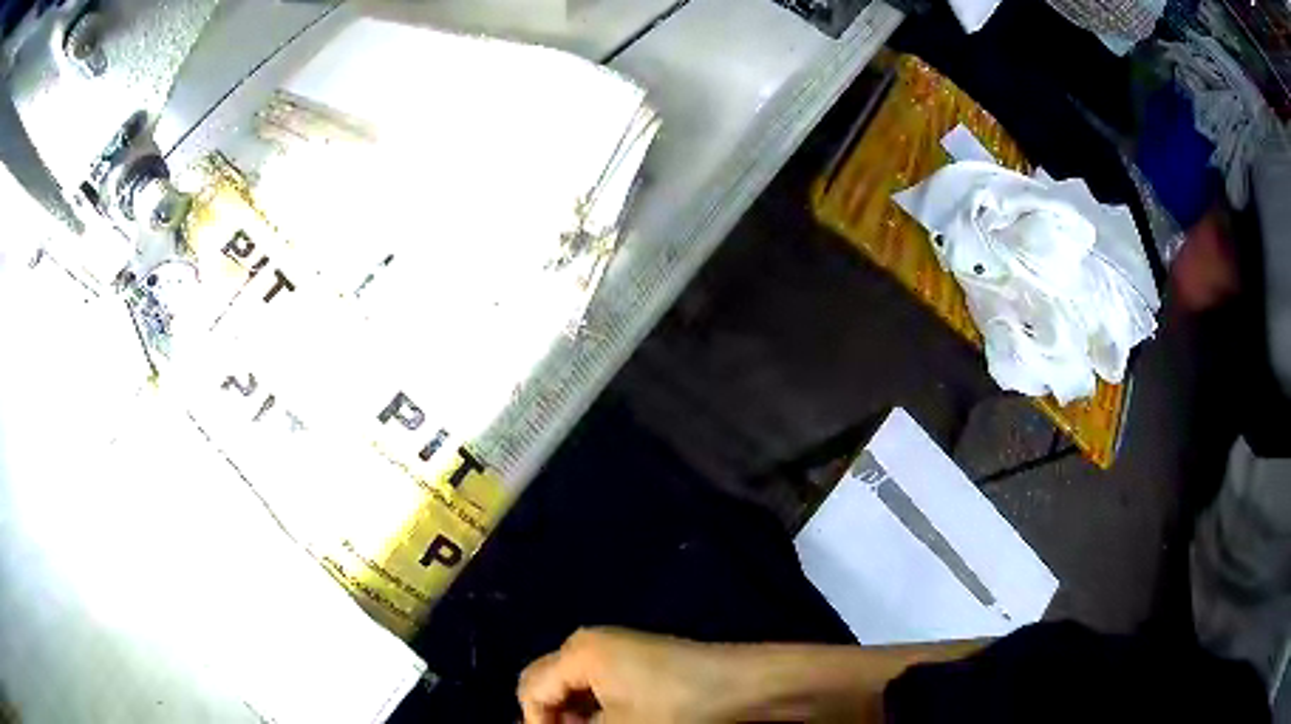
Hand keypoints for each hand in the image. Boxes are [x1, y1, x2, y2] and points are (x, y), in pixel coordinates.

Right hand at [517, 627, 731, 723]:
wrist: (744, 684)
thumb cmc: (678, 706)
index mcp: (578, 652)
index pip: (531, 689)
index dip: (535, 723)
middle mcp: (588, 642)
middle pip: (545, 681)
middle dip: (550, 716)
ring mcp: (613, 647)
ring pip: (570, 684)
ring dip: (571, 714)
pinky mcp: (634, 657)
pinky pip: (594, 682)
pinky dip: (591, 706)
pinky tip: (609, 723)